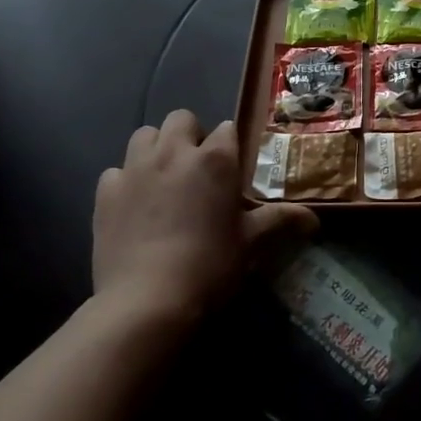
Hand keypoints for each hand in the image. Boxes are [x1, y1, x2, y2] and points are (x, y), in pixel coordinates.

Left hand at [92, 110, 316, 320]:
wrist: (148, 301)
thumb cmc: (211, 266)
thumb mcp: (252, 243)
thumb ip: (282, 221)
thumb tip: (315, 220)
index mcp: (216, 159)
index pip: (227, 129)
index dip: (230, 147)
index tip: (232, 170)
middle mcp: (174, 152)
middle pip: (181, 119)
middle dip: (190, 135)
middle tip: (196, 170)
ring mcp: (135, 169)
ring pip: (144, 135)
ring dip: (155, 149)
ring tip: (163, 179)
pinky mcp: (105, 192)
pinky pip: (116, 170)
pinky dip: (126, 180)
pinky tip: (133, 205)